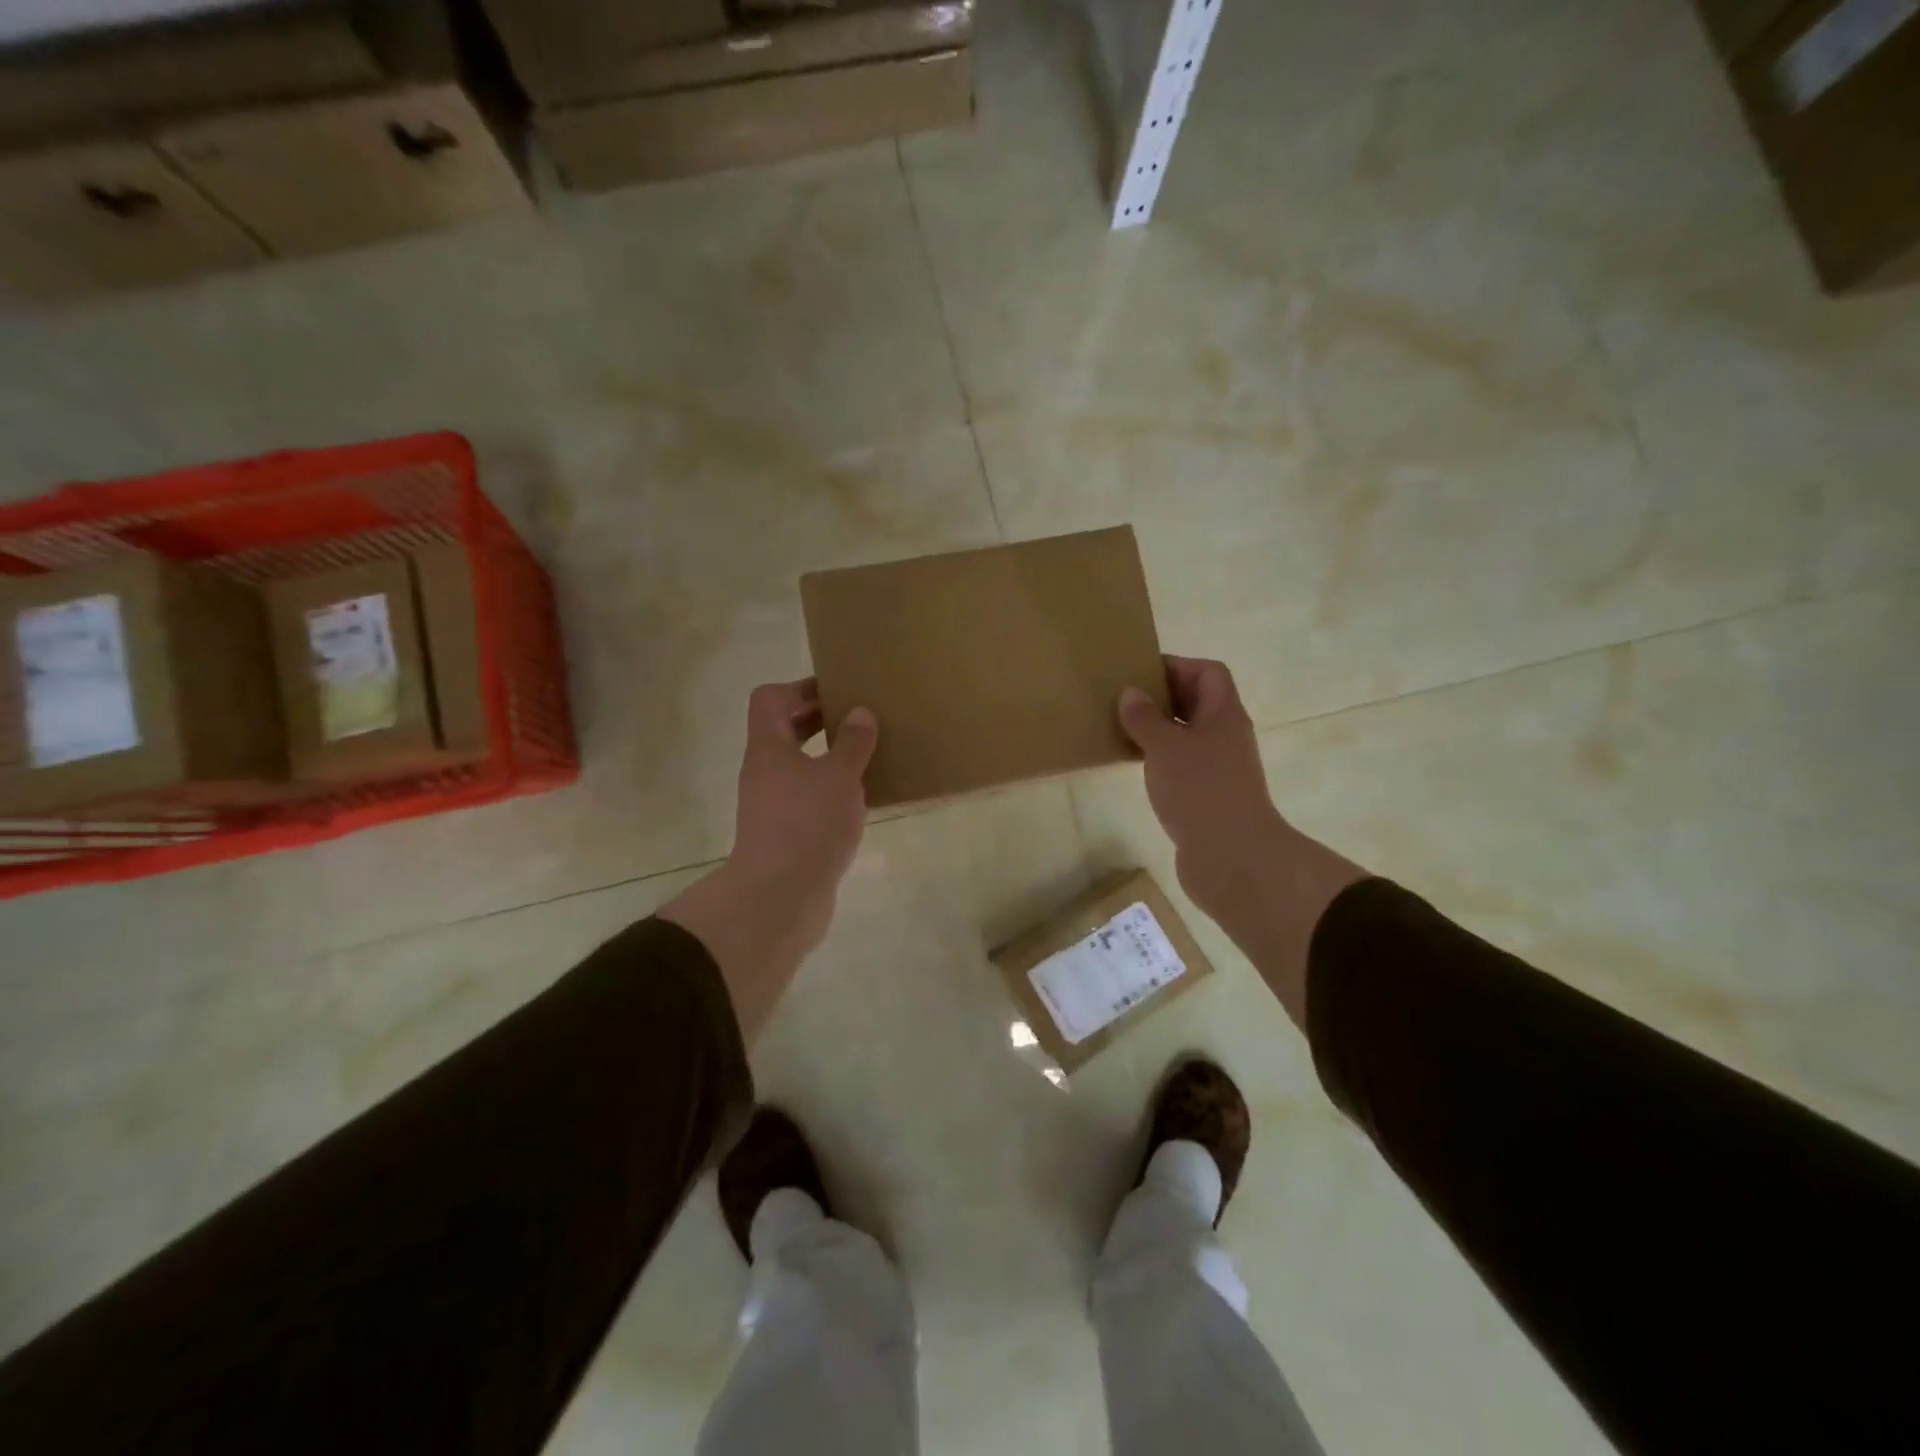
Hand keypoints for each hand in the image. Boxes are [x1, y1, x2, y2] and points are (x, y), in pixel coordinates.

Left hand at [661, 680, 878, 1039]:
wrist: (778, 898)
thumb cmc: (807, 825)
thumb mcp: (839, 777)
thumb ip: (853, 743)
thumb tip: (860, 713)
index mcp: (769, 748)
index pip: (770, 699)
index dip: (800, 688)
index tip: (838, 692)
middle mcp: (765, 772)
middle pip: (784, 731)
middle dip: (820, 720)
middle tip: (860, 720)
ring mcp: (773, 805)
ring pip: (799, 766)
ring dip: (829, 757)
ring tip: (868, 756)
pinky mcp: (787, 834)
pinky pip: (809, 798)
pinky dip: (831, 790)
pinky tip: (862, 799)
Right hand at [1118, 657, 1364, 1024]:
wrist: (1232, 857)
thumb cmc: (1201, 791)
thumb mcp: (1165, 747)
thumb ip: (1145, 718)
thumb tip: (1131, 693)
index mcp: (1223, 714)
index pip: (1208, 673)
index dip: (1177, 665)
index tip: (1140, 672)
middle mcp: (1224, 736)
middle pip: (1197, 702)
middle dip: (1162, 697)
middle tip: (1123, 699)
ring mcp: (1217, 768)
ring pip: (1186, 736)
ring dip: (1157, 730)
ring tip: (1121, 728)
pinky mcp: (1206, 796)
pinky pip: (1180, 765)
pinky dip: (1158, 760)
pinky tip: (1134, 765)